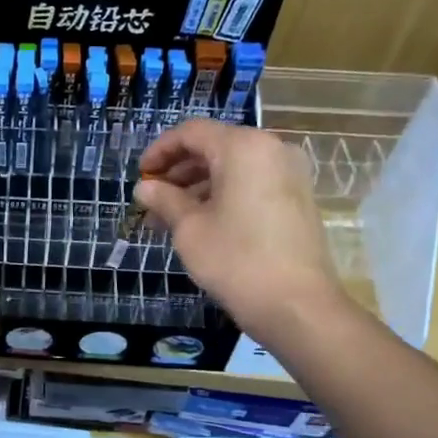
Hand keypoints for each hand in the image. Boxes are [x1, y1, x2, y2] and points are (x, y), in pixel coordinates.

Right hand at [135, 119, 341, 340]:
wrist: (296, 304)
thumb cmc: (235, 260)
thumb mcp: (189, 228)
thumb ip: (164, 200)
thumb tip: (145, 188)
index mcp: (243, 147)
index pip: (192, 132)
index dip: (160, 150)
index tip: (140, 176)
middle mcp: (271, 149)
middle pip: (214, 147)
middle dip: (178, 172)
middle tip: (151, 201)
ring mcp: (289, 173)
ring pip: (233, 168)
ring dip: (198, 187)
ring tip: (169, 219)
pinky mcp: (297, 198)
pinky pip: (251, 184)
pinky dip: (223, 196)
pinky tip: (200, 224)